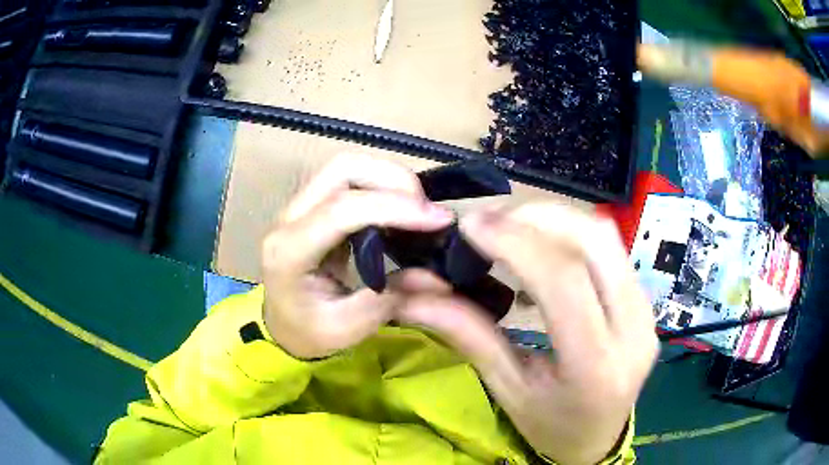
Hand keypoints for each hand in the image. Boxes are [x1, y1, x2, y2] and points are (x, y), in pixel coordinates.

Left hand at [261, 153, 453, 358]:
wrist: (283, 326)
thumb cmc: (308, 333)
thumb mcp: (348, 328)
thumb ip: (391, 299)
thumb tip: (439, 276)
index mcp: (289, 251)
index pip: (342, 210)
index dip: (394, 207)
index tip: (439, 219)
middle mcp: (289, 218)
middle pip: (342, 169)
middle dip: (393, 179)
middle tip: (428, 211)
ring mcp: (299, 207)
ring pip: (347, 167)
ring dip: (390, 178)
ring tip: (419, 209)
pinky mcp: (314, 206)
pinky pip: (350, 180)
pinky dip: (382, 186)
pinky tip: (401, 209)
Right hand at [397, 203, 658, 464]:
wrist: (598, 437)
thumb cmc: (549, 424)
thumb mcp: (506, 388)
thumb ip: (467, 334)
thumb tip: (414, 294)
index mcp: (595, 365)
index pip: (563, 281)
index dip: (516, 242)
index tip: (471, 226)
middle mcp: (633, 329)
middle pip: (594, 241)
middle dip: (536, 216)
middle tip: (490, 223)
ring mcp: (646, 310)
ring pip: (606, 236)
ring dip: (554, 219)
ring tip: (512, 231)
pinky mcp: (646, 300)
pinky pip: (610, 249)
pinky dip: (571, 235)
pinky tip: (543, 253)